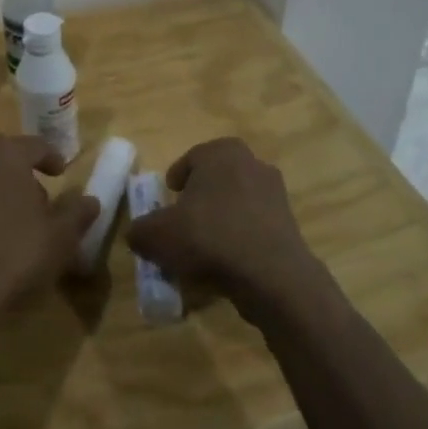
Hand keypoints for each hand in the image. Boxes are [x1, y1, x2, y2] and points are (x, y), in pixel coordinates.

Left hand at [0, 135, 97, 325]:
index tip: (61, 173)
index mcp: (4, 155)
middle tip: (40, 202)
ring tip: (14, 222)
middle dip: (22, 176)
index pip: (34, 146)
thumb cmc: (15, 253)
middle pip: (3, 160)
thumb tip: (90, 201)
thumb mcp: (60, 236)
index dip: (51, 158)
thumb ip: (77, 213)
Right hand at [126, 138, 322, 321]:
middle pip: (218, 178)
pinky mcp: (289, 224)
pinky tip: (227, 263)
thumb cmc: (208, 238)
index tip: (168, 198)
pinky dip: (240, 238)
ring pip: (238, 202)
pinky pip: (255, 226)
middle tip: (184, 221)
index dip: (177, 178)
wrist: (271, 275)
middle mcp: (252, 164)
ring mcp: (275, 193)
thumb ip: (140, 230)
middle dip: (201, 197)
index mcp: (221, 153)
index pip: (192, 158)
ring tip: (203, 247)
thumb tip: (138, 234)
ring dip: (222, 219)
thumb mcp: (156, 236)